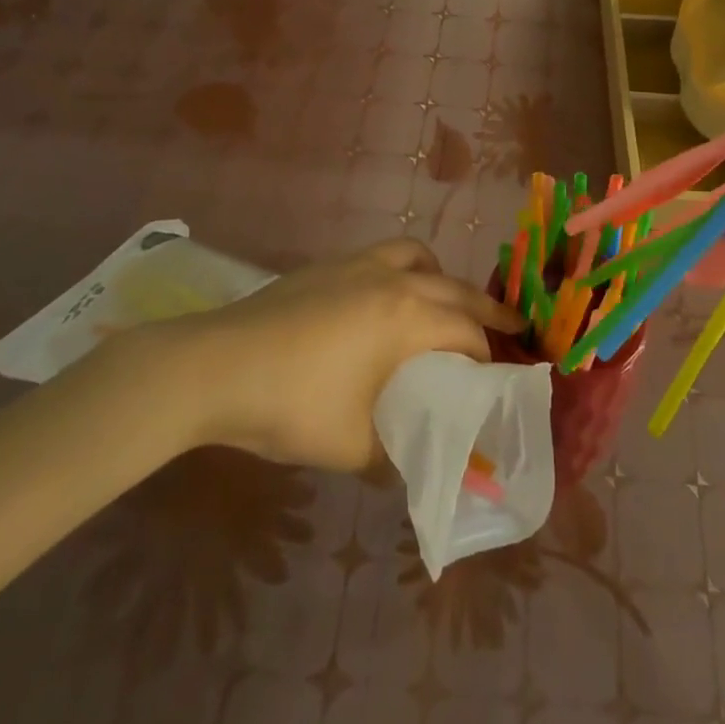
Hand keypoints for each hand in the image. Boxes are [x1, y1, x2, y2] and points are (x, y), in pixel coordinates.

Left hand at [126, 240, 523, 471]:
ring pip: (418, 256)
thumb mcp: (351, 448)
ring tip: (444, 304)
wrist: (215, 367)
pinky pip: (383, 255)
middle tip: (510, 327)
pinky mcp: (327, 266)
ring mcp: (357, 265)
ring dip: (441, 278)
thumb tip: (411, 468)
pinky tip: (384, 301)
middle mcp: (392, 280)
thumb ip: (393, 456)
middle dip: (485, 309)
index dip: (488, 355)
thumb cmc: (291, 406)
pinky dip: (404, 270)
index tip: (498, 378)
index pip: (466, 332)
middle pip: (454, 287)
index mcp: (406, 318)